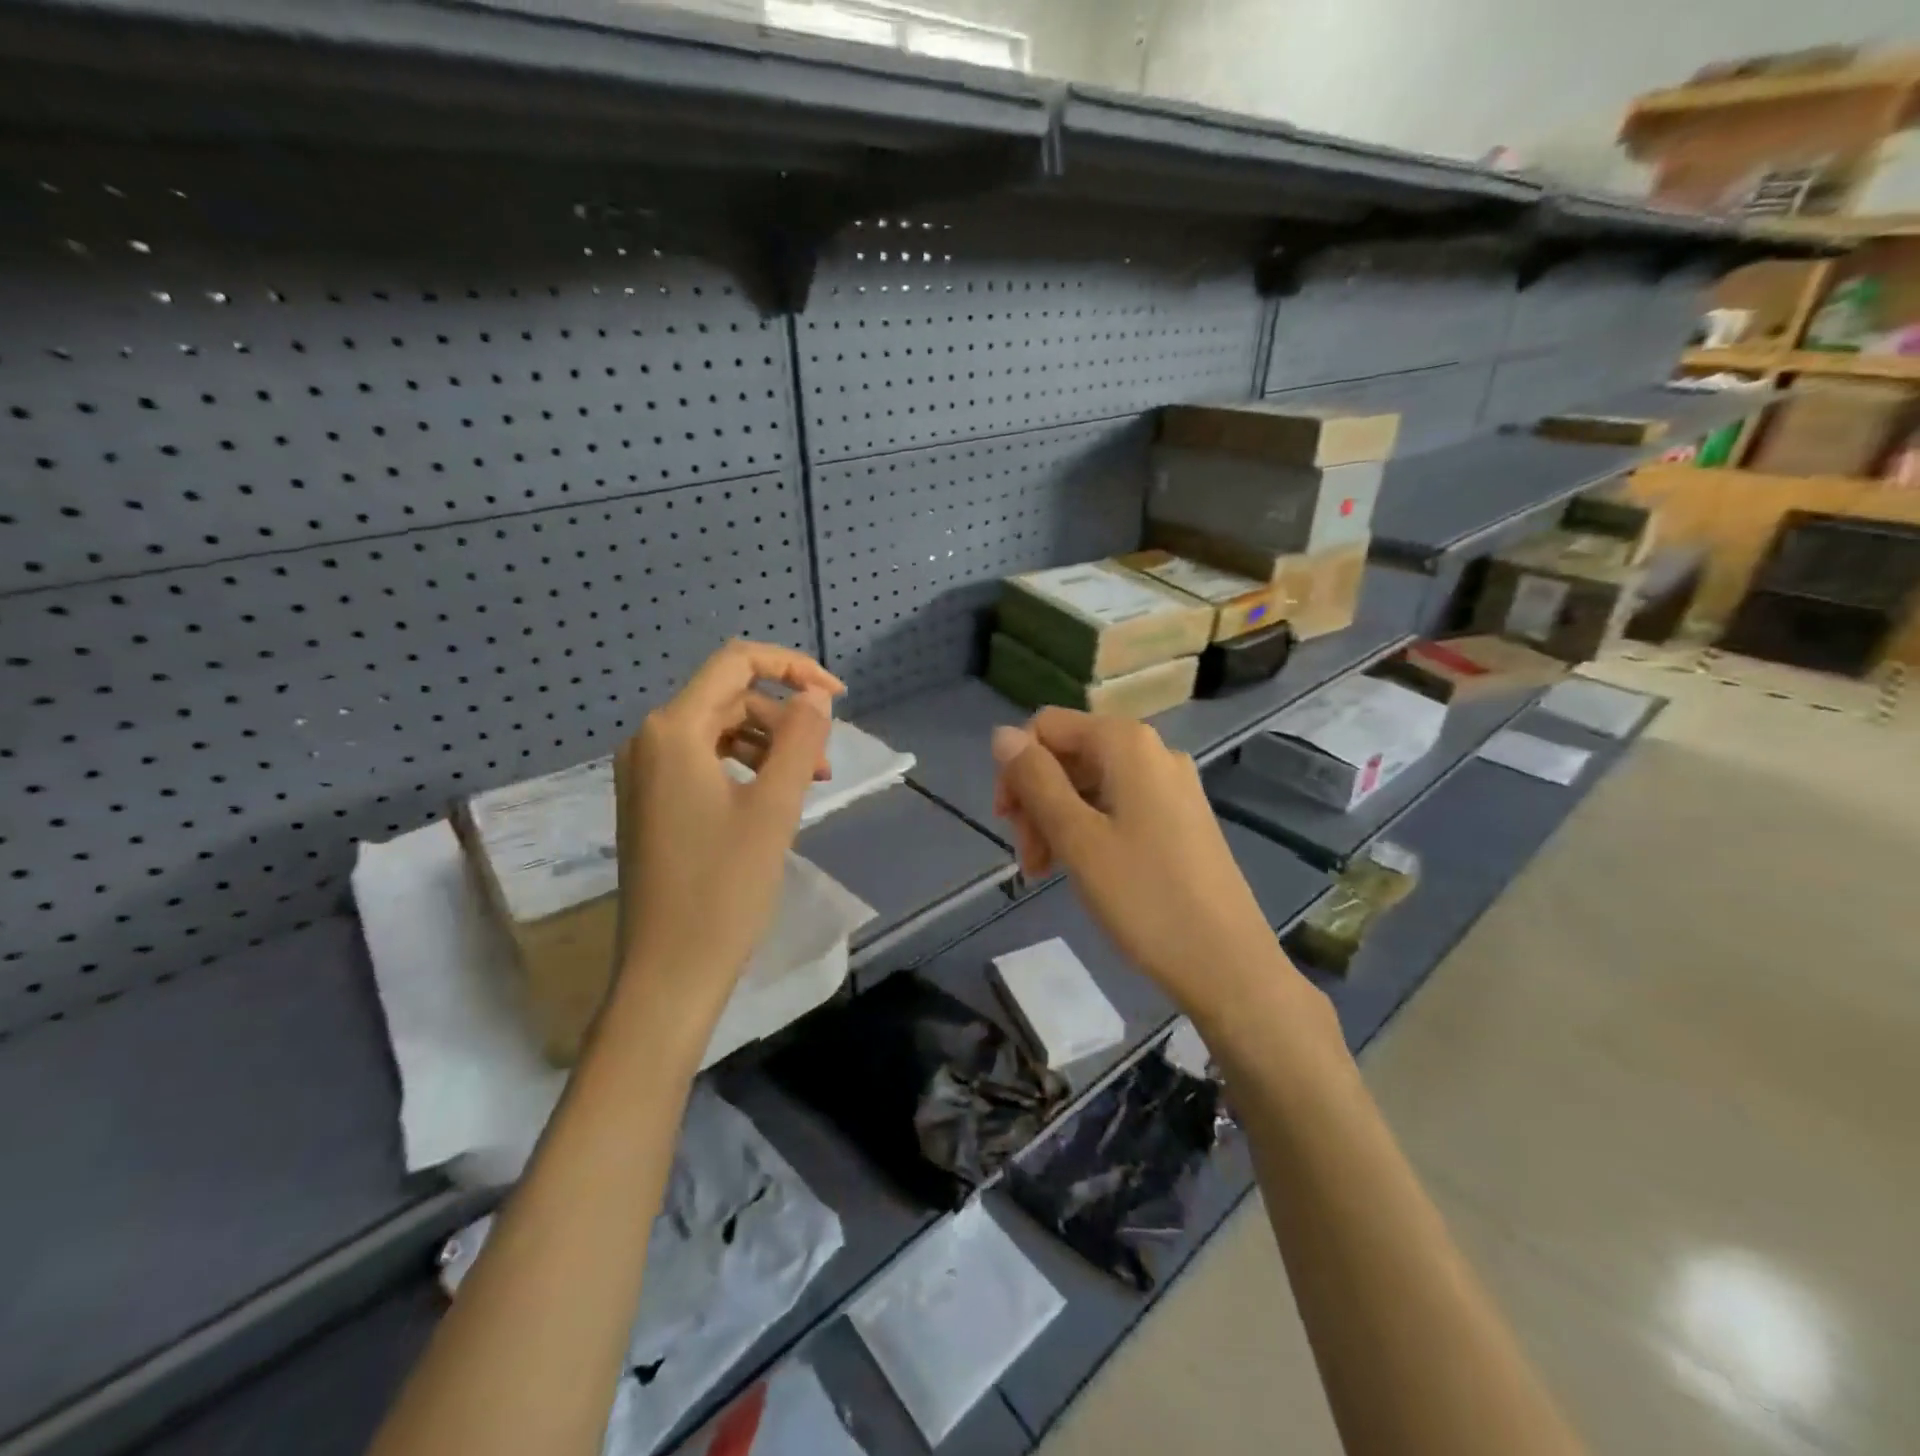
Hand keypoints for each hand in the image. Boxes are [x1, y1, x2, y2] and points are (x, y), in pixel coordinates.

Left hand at [612, 640, 842, 1018]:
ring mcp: (646, 775)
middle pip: (730, 700)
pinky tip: (774, 800)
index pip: (736, 663)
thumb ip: (800, 739)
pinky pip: (706, 763)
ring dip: (771, 746)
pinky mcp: (652, 804)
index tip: (838, 697)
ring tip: (810, 785)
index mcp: (673, 731)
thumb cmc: (724, 888)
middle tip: (825, 763)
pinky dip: (747, 769)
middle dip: (785, 719)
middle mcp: (650, 741)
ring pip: (721, 733)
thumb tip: (815, 694)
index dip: (792, 668)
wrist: (669, 972)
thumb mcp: (775, 806)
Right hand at [992, 709, 1294, 1021]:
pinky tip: (1080, 869)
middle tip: (1028, 858)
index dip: (1016, 768)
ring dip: (1057, 819)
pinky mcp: (1180, 818)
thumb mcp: (1077, 838)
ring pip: (1090, 783)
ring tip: (1045, 871)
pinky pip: (1118, 805)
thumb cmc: (1145, 898)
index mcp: (1127, 743)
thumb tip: (1002, 734)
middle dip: (1036, 798)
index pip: (1047, 726)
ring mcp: (1171, 786)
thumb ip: (1036, 780)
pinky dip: (1088, 829)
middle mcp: (1152, 752)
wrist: (1227, 965)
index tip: (1007, 822)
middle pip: (1069, 754)